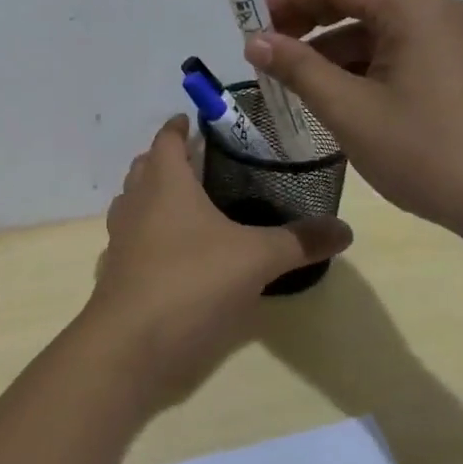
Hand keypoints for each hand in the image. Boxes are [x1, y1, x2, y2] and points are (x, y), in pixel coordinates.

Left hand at [84, 116, 351, 408]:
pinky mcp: (118, 270)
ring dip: (158, 195)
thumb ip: (300, 241)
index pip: (166, 138)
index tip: (198, 120)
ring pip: (136, 201)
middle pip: (147, 166)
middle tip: (206, 162)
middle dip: (171, 159)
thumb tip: (345, 228)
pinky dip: (152, 234)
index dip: (180, 125)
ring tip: (195, 204)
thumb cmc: (192, 281)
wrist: (131, 344)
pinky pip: (134, 237)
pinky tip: (179, 252)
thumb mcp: (256, 258)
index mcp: (164, 181)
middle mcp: (136, 200)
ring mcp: (121, 236)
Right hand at [243, 0, 462, 240]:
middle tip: (266, 53)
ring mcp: (454, 40)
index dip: (286, 0)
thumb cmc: (427, 151)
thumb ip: (298, 69)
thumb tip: (255, 41)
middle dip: (306, 24)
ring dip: (331, 50)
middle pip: (357, 1)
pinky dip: (361, 67)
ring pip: (376, 31)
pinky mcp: (461, 69)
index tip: (249, 25)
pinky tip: (338, 97)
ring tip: (294, 82)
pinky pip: (398, 53)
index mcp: (412, 7)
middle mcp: (437, 11)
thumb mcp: (350, 110)